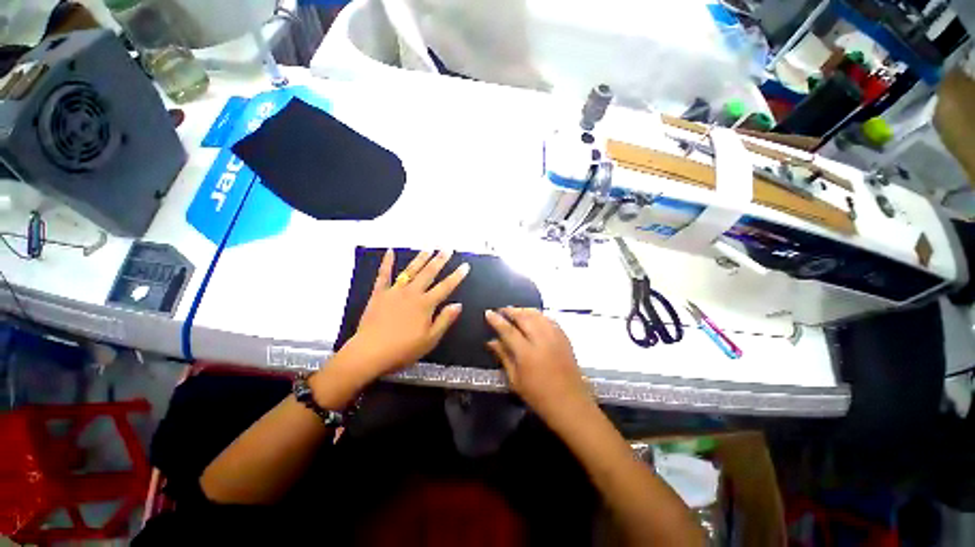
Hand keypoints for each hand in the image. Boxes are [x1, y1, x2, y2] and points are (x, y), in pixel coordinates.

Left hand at [342, 249, 468, 377]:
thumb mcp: (430, 339)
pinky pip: (383, 275)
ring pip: (410, 271)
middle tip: (447, 249)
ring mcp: (395, 291)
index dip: (457, 276)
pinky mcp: (379, 294)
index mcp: (425, 304)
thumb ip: (445, 320)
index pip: (445, 287)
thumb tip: (458, 304)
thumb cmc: (403, 349)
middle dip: (440, 260)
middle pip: (429, 273)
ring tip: (429, 248)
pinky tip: (390, 251)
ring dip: (420, 258)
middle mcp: (412, 293)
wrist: (370, 352)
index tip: (465, 265)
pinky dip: (387, 263)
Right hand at [485, 308, 592, 425]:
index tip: (488, 313)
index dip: (496, 320)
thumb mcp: (515, 380)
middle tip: (501, 310)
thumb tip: (491, 341)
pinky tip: (533, 317)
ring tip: (515, 311)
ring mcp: (555, 337)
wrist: (570, 404)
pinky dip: (539, 315)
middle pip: (524, 317)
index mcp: (527, 353)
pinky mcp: (564, 338)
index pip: (508, 330)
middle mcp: (542, 340)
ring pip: (537, 315)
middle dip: (510, 310)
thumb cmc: (539, 397)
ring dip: (524, 310)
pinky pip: (549, 319)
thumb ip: (503, 357)